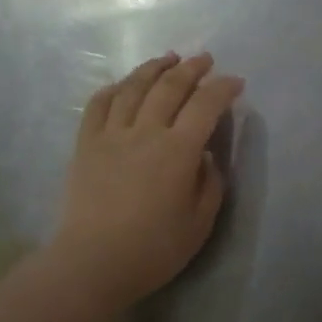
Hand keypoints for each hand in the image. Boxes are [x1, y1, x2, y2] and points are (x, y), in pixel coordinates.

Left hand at [51, 51, 244, 311]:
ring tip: (168, 58)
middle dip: (191, 68)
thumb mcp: (200, 223)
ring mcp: (112, 134)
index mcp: (179, 151)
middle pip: (170, 86)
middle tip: (204, 59)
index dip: (223, 88)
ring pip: (134, 87)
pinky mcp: (86, 144)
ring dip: (154, 68)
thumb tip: (206, 156)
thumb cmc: (153, 249)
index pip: (206, 105)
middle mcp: (146, 132)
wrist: (92, 263)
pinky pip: (99, 104)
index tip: (235, 82)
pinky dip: (114, 88)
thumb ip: (210, 183)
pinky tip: (123, 84)